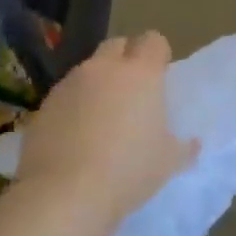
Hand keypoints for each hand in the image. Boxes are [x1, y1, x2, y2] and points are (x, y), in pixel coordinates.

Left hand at [16, 32, 196, 231]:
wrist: (64, 194)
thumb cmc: (128, 171)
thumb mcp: (167, 163)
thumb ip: (183, 148)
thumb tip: (192, 144)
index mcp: (141, 74)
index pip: (153, 41)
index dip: (158, 54)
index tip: (161, 75)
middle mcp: (103, 69)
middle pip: (117, 45)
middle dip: (126, 58)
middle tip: (133, 90)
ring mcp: (68, 84)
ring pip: (88, 70)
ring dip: (98, 83)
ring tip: (102, 117)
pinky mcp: (43, 106)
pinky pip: (65, 95)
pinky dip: (74, 106)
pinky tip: (76, 136)